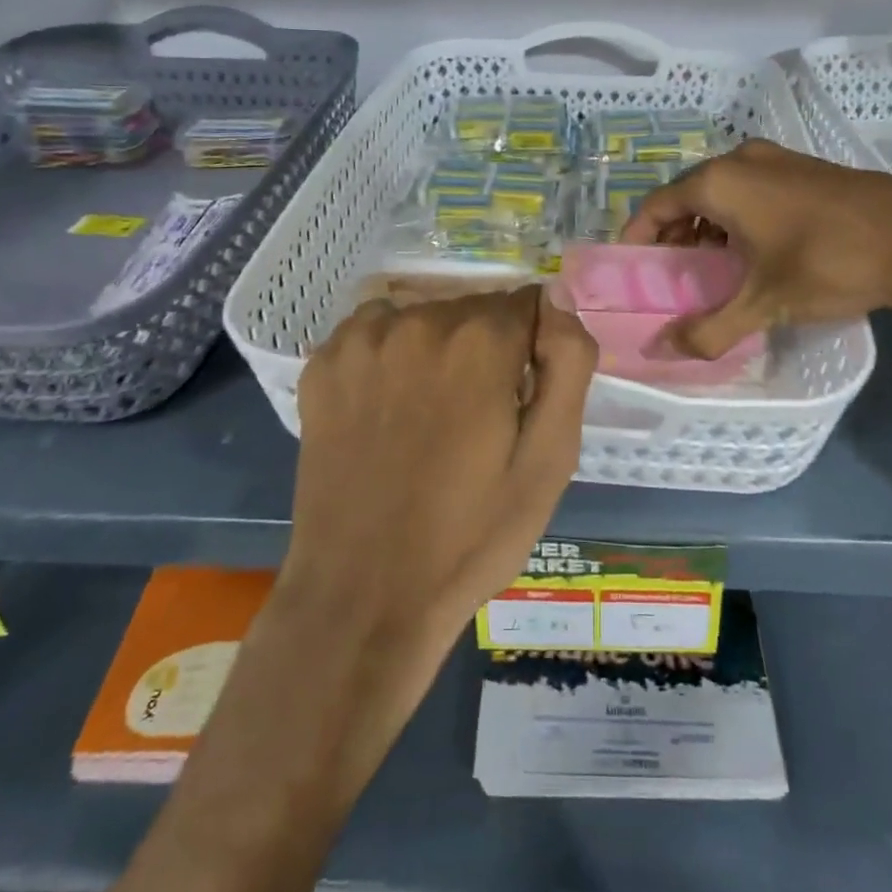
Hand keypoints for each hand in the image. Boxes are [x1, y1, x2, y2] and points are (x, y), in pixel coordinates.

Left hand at [286, 286, 598, 657]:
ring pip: (425, 315)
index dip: (532, 350)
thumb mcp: (550, 460)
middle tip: (477, 419)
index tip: (520, 398)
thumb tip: (557, 296)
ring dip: (437, 348)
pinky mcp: (323, 363)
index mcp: (482, 342)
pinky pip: (374, 330)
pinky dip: (389, 354)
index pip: (529, 304)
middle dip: (487, 348)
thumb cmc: (471, 535)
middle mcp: (420, 321)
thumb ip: (568, 363)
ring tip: (428, 416)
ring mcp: (363, 340)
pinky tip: (385, 408)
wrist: (363, 596)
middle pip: (475, 309)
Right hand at [621, 139, 891, 357]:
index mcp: (718, 182)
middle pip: (686, 196)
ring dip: (706, 227)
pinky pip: (751, 190)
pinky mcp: (804, 168)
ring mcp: (776, 160)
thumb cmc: (829, 263)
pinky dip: (737, 217)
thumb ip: (708, 329)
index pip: (655, 205)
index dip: (637, 237)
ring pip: (721, 192)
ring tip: (710, 268)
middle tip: (672, 276)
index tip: (632, 269)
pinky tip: (754, 252)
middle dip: (673, 235)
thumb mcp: (764, 303)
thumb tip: (662, 352)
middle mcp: (740, 160)